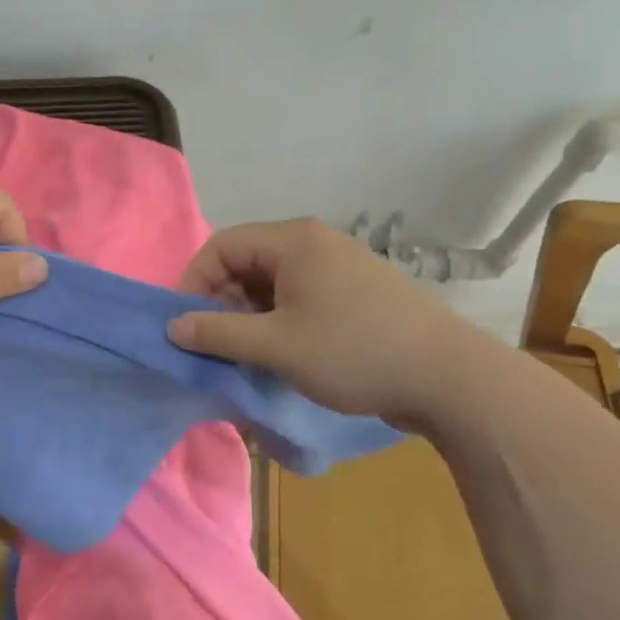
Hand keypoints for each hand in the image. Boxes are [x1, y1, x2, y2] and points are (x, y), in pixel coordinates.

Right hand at [166, 217, 486, 421]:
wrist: (448, 378)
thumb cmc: (353, 352)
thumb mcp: (276, 346)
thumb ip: (218, 334)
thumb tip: (171, 327)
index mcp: (293, 241)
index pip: (221, 246)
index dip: (193, 282)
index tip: (183, 324)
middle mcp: (314, 243)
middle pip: (245, 262)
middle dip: (220, 301)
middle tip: (212, 344)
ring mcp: (338, 266)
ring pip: (271, 282)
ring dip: (248, 315)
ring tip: (242, 354)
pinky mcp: (354, 292)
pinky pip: (298, 296)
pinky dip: (277, 320)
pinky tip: (278, 353)